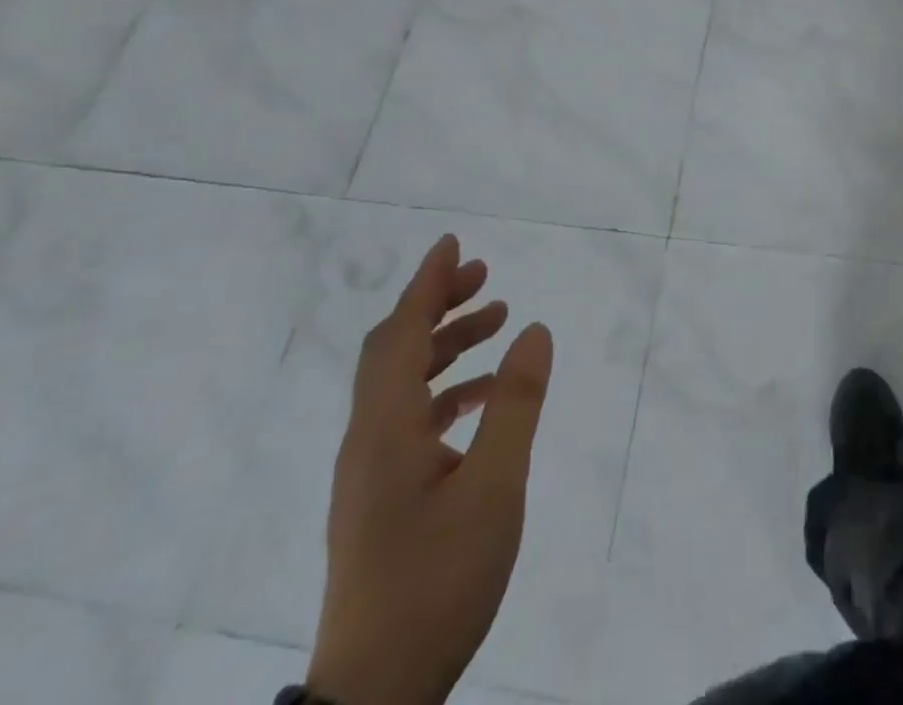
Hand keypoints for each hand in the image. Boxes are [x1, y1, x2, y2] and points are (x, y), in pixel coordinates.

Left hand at [306, 235, 553, 704]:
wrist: (376, 695)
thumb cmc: (437, 582)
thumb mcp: (494, 488)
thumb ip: (515, 404)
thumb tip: (534, 330)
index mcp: (385, 430)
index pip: (400, 333)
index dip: (427, 284)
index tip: (453, 243)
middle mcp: (368, 440)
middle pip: (394, 350)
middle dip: (437, 305)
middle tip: (484, 277)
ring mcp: (369, 472)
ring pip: (402, 383)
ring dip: (445, 345)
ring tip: (497, 322)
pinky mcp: (379, 497)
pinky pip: (409, 417)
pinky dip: (445, 390)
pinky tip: (483, 399)